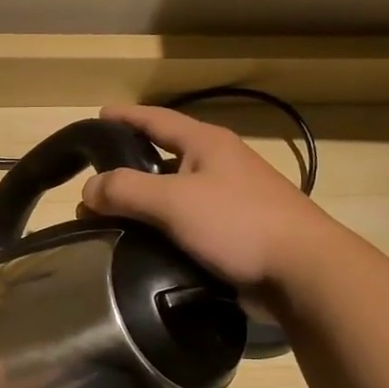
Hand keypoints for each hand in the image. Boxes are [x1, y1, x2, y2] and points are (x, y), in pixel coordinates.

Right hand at [79, 104, 341, 291]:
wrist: (302, 272)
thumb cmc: (238, 223)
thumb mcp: (173, 201)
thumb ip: (125, 190)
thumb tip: (87, 190)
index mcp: (207, 144)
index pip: (157, 120)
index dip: (126, 116)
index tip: (98, 115)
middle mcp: (218, 166)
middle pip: (163, 158)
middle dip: (128, 168)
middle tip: (93, 185)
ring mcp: (229, 201)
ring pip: (173, 196)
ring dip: (143, 205)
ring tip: (108, 221)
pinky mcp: (232, 234)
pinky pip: (185, 225)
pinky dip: (161, 231)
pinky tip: (140, 248)